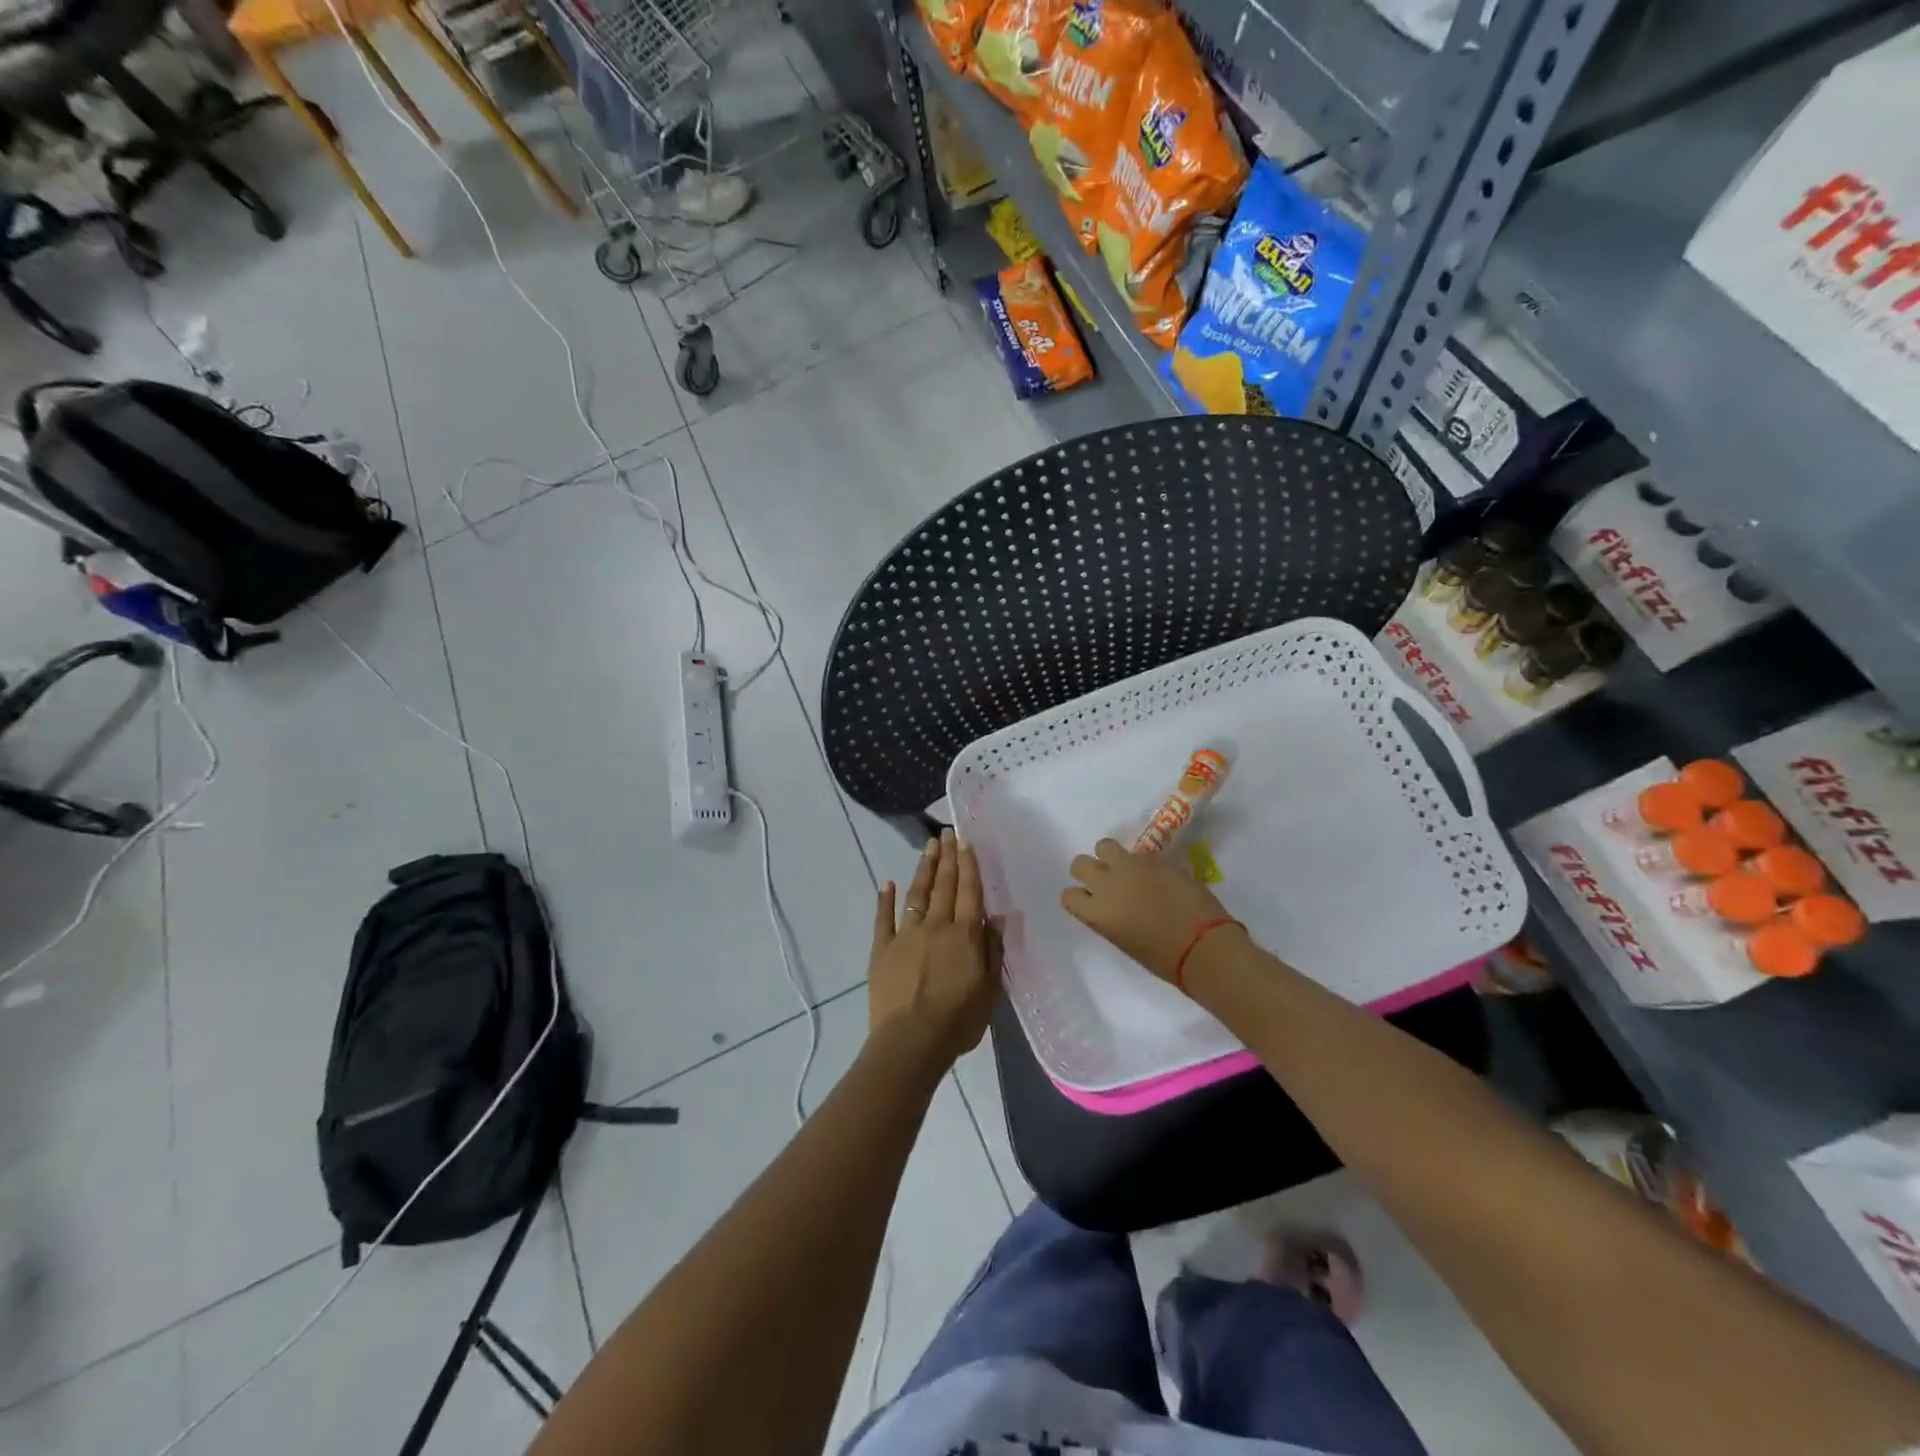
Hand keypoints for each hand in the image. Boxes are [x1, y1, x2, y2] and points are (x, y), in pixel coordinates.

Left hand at [868, 830, 1000, 1066]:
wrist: (912, 1041)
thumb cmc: (958, 1020)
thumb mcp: (989, 989)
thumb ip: (993, 950)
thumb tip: (1000, 917)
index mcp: (964, 935)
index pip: (969, 892)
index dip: (968, 865)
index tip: (966, 842)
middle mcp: (936, 925)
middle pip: (944, 885)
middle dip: (947, 858)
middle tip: (946, 833)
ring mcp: (906, 934)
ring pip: (916, 894)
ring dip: (924, 869)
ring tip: (928, 847)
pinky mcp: (882, 949)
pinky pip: (884, 918)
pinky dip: (885, 899)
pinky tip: (887, 883)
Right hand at [1061, 838, 1239, 983]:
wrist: (1203, 945)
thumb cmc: (1163, 957)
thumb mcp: (1123, 940)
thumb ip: (1108, 917)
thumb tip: (1111, 905)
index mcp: (1096, 913)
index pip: (1068, 895)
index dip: (1080, 897)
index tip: (1092, 902)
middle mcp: (1107, 884)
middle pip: (1080, 863)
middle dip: (1090, 870)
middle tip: (1107, 881)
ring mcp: (1130, 867)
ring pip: (1104, 845)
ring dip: (1111, 857)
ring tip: (1127, 870)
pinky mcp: (1154, 857)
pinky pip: (1137, 853)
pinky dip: (1142, 862)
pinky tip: (1157, 876)